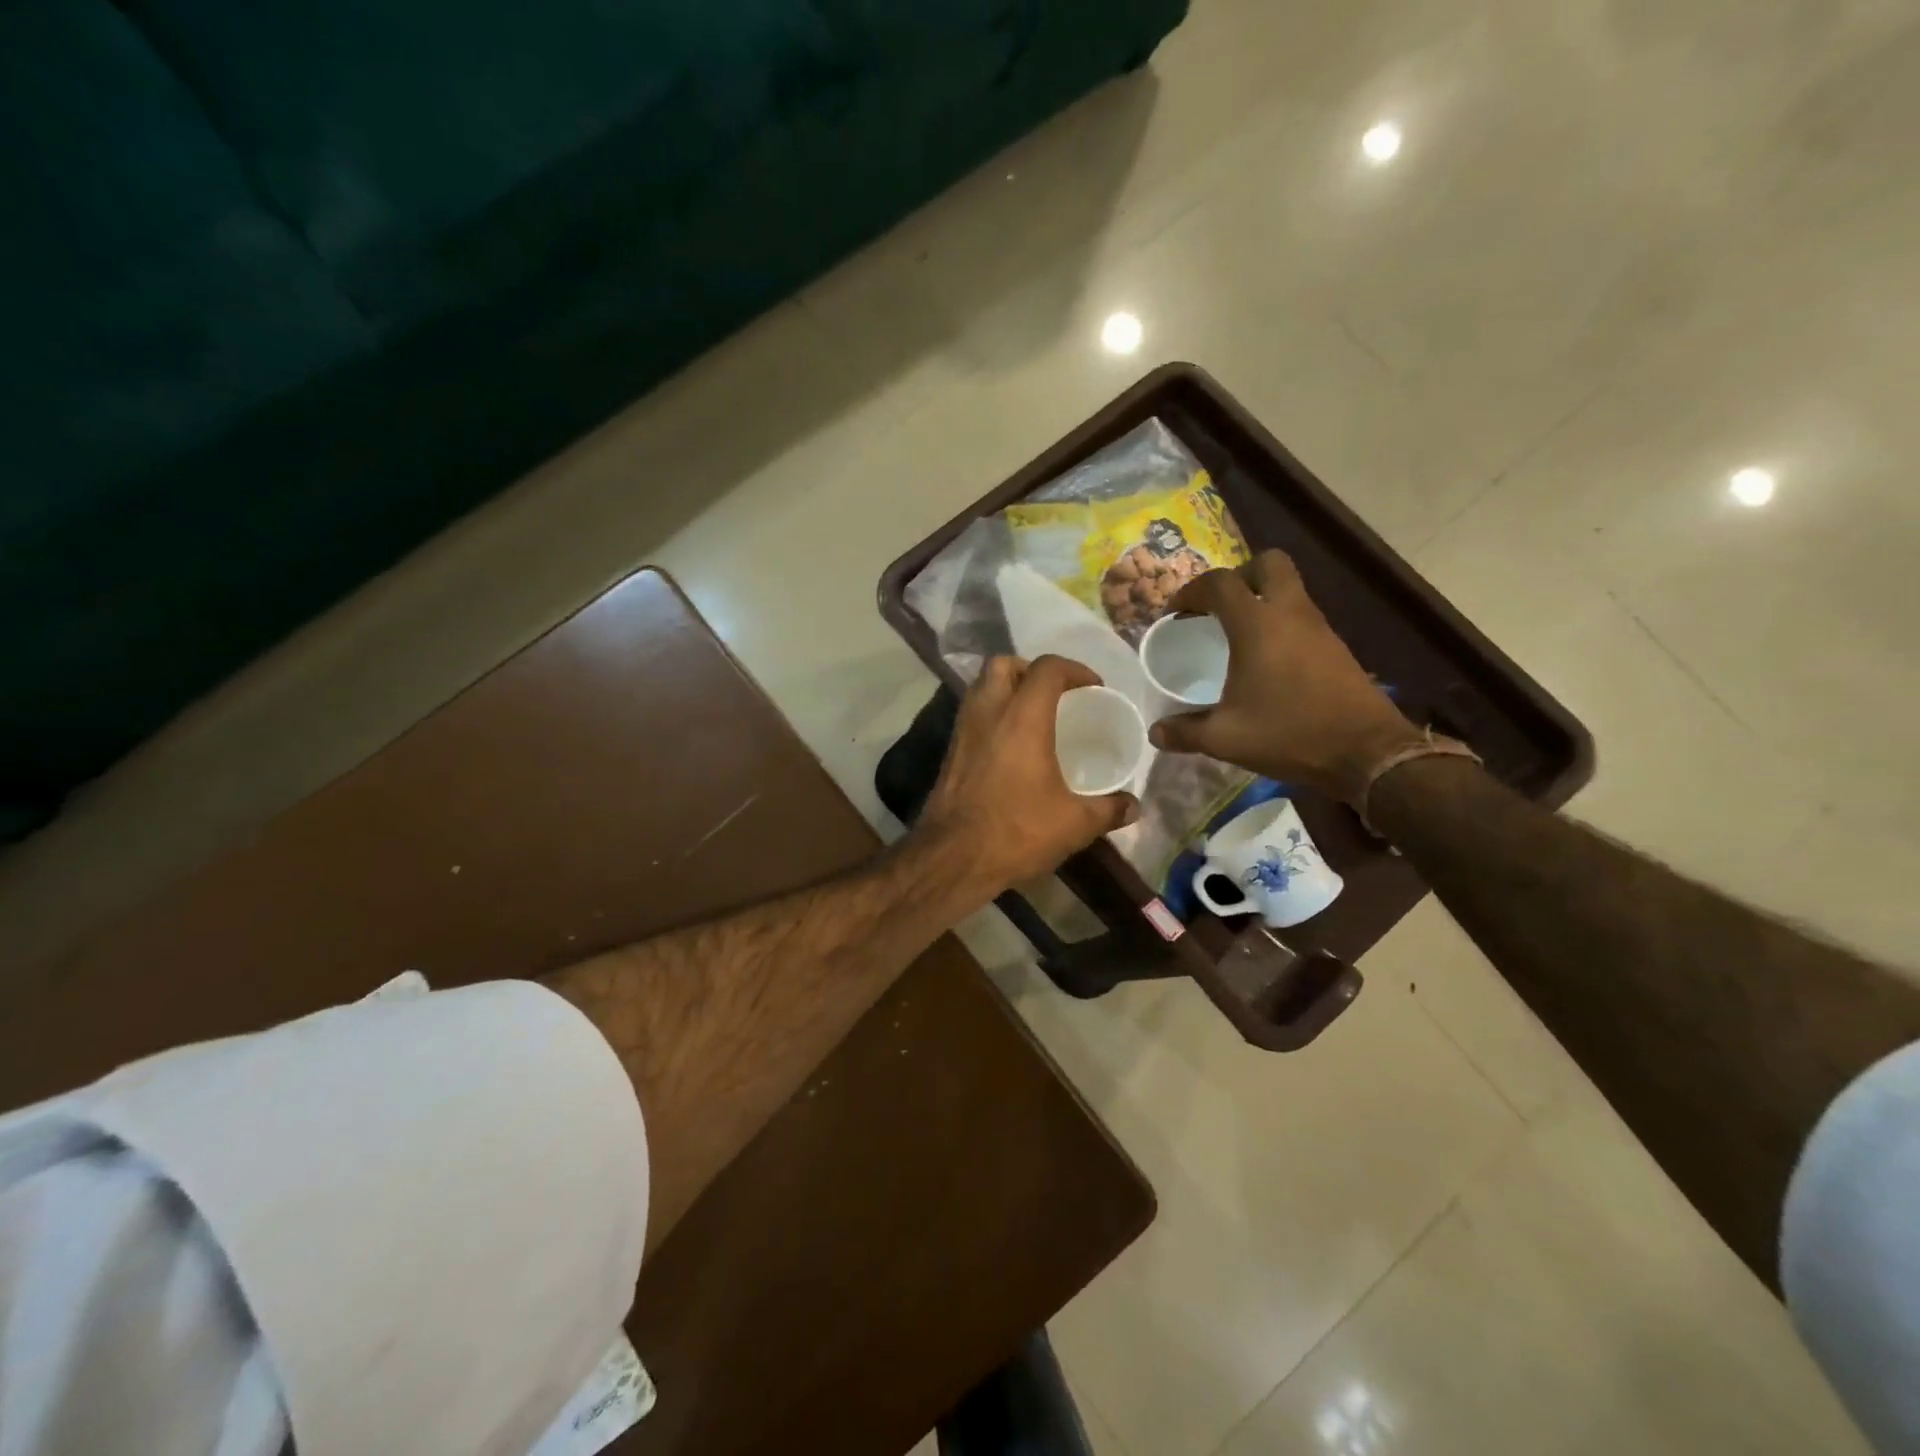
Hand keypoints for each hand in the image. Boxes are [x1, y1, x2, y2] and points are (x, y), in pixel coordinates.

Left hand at [917, 655, 1138, 895]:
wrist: (952, 857)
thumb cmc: (1016, 831)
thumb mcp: (1074, 824)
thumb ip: (1108, 810)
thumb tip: (1134, 806)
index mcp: (1023, 718)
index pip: (1046, 668)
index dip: (1074, 670)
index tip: (1093, 688)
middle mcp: (988, 713)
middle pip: (1003, 665)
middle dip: (1030, 670)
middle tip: (1054, 694)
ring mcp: (963, 731)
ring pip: (980, 687)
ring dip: (1006, 689)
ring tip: (1033, 716)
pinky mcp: (949, 752)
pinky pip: (971, 716)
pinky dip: (991, 716)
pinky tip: (1009, 747)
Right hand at [1148, 550, 1426, 803]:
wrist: (1366, 752)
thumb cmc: (1289, 733)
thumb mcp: (1226, 738)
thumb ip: (1185, 732)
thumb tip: (1155, 733)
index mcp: (1257, 624)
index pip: (1219, 583)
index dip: (1191, 591)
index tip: (1176, 614)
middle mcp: (1290, 613)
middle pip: (1268, 564)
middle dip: (1238, 576)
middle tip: (1218, 608)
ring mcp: (1318, 627)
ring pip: (1289, 589)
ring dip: (1262, 599)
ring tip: (1237, 635)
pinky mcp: (1335, 646)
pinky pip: (1302, 616)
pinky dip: (1281, 622)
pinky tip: (1267, 660)